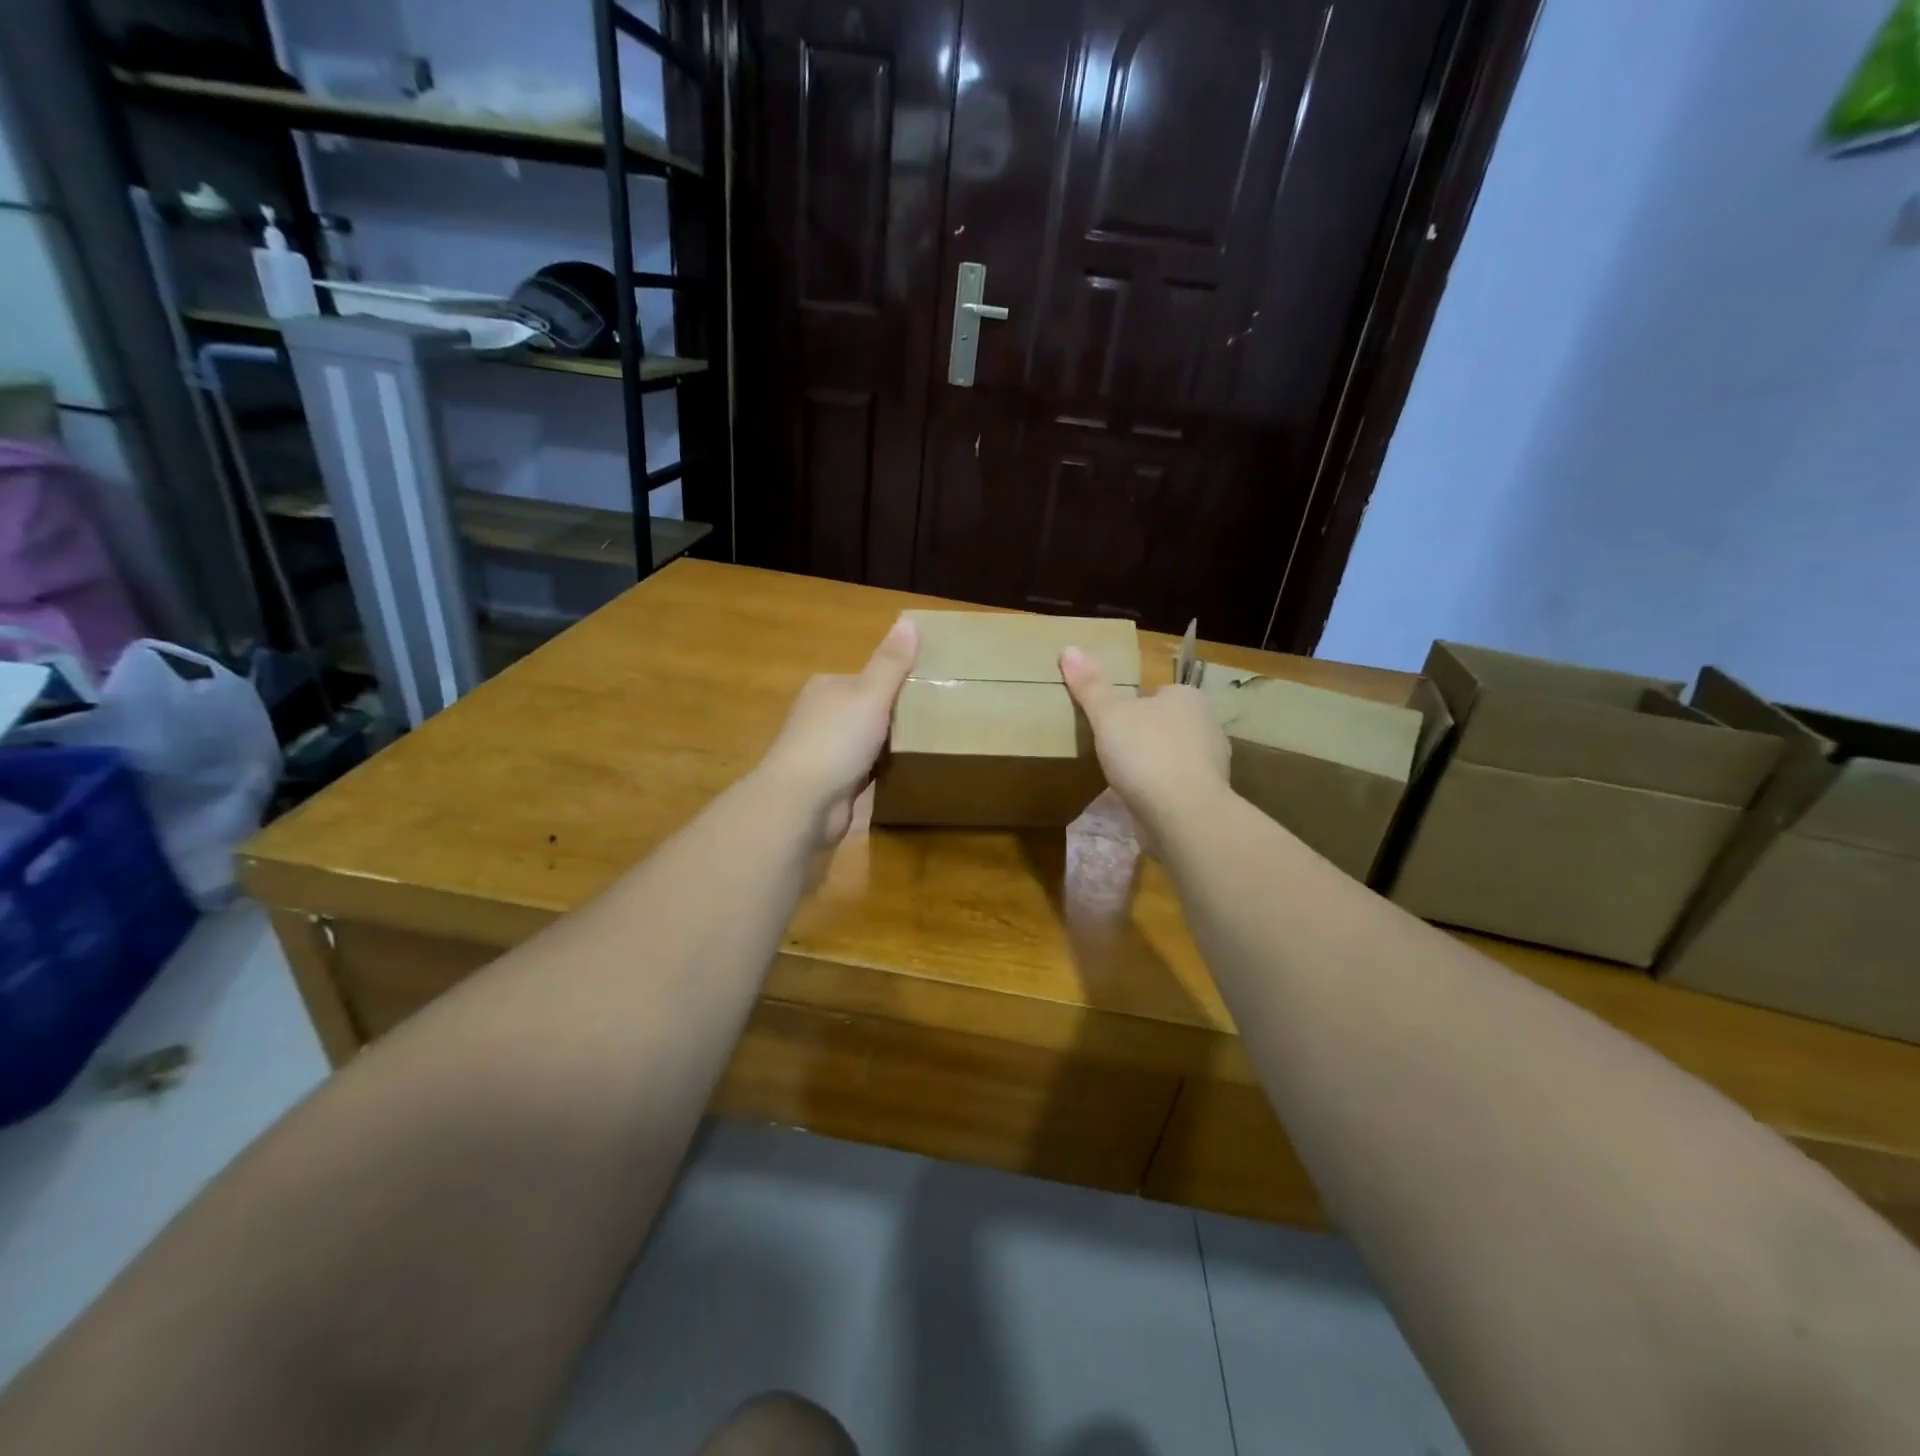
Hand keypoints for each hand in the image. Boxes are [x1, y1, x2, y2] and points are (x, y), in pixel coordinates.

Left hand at [757, 616, 918, 843]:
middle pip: (866, 712)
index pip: (865, 680)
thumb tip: (909, 621)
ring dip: (887, 749)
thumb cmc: (836, 739)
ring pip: (864, 744)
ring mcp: (822, 754)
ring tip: (926, 749)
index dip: (895, 685)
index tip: (927, 692)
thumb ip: (891, 662)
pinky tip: (903, 776)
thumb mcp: (870, 694)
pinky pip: (863, 773)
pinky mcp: (829, 785)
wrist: (802, 801)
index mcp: (825, 689)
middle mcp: (819, 718)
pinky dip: (879, 774)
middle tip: (933, 723)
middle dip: (893, 719)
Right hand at [1061, 646, 1229, 839]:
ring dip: (1153, 765)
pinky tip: (1139, 801)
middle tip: (1111, 750)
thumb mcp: (1109, 714)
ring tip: (1122, 778)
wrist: (1183, 815)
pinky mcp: (1207, 797)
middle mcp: (1207, 725)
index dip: (1133, 706)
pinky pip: (1177, 786)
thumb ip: (1090, 685)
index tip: (1110, 723)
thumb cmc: (1146, 753)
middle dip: (1143, 736)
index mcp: (1188, 698)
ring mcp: (1211, 764)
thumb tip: (1069, 649)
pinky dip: (1160, 791)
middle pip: (1166, 724)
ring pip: (1173, 756)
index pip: (1157, 693)